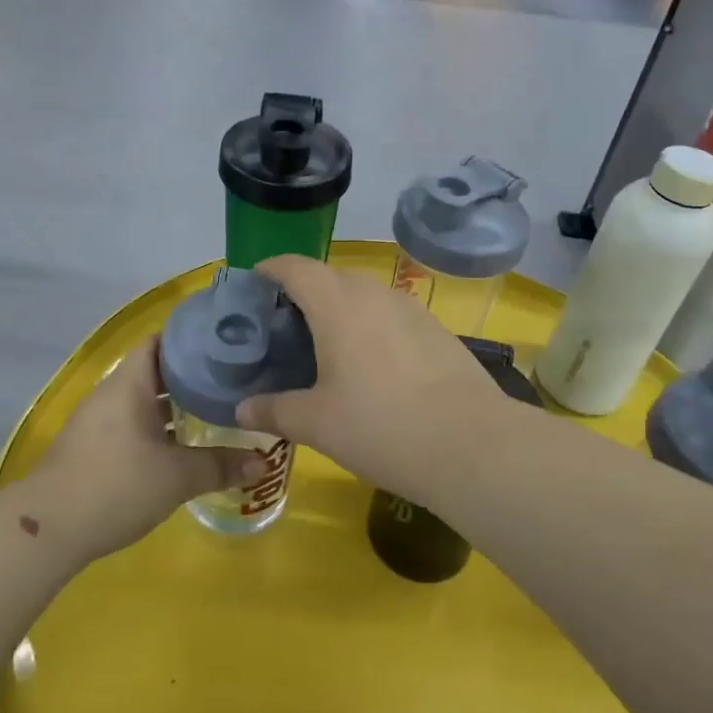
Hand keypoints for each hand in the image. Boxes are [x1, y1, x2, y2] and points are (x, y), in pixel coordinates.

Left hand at [31, 335, 259, 560]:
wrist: (48, 528)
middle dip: (190, 375)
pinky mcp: (91, 447)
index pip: (160, 341)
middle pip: (154, 370)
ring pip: (142, 400)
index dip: (190, 338)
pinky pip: (130, 423)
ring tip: (213, 411)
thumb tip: (262, 464)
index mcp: (129, 384)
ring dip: (173, 405)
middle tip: (230, 381)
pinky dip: (156, 427)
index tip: (224, 345)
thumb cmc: (116, 485)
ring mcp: (97, 421)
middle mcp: (111, 393)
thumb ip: (220, 466)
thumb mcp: (177, 477)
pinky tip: (180, 446)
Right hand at [237, 255, 502, 504]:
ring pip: (366, 294)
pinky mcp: (437, 330)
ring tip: (328, 343)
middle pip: (331, 277)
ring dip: (342, 307)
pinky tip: (373, 362)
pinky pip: (392, 314)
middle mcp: (374, 294)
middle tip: (286, 324)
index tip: (256, 279)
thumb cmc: (380, 426)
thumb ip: (274, 410)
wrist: (471, 444)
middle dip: (305, 290)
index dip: (272, 268)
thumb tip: (241, 409)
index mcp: (337, 305)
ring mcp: (411, 309)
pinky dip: (372, 325)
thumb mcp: (316, 423)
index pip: (296, 268)